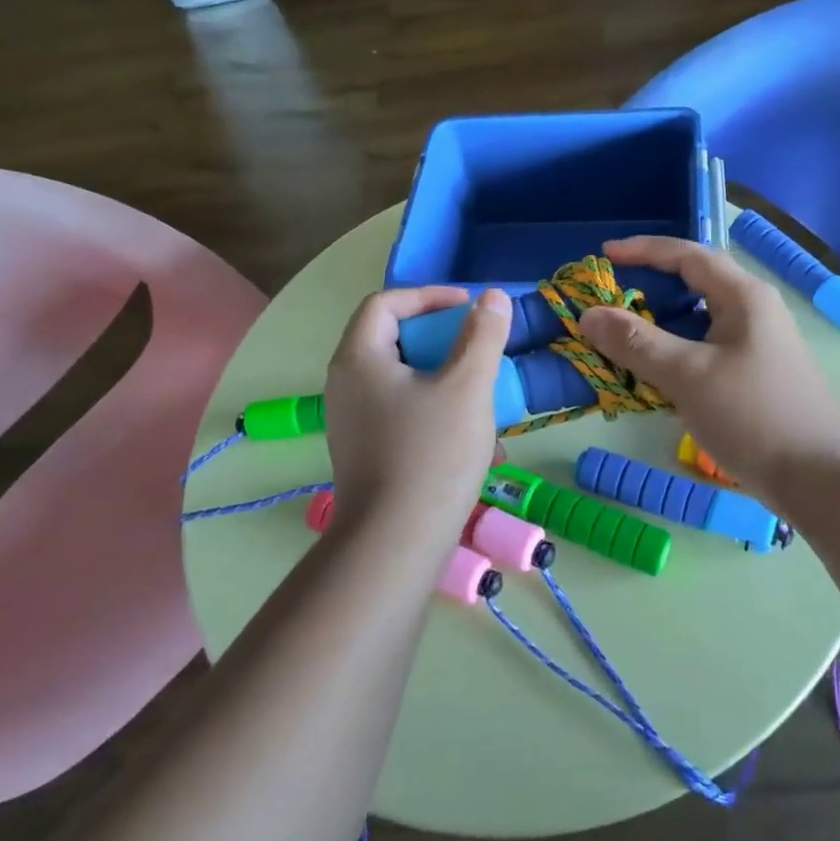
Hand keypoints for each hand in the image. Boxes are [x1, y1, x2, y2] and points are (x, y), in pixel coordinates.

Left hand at [323, 286, 511, 537]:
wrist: (396, 544)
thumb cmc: (432, 455)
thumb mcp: (467, 387)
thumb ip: (482, 336)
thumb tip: (493, 298)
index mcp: (359, 359)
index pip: (385, 303)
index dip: (429, 296)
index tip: (470, 307)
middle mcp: (346, 384)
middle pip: (392, 339)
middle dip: (442, 338)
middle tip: (478, 346)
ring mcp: (352, 420)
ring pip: (403, 379)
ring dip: (445, 377)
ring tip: (484, 394)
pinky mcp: (365, 450)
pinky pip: (402, 411)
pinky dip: (436, 409)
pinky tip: (475, 438)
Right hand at [579, 237, 839, 494]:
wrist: (819, 477)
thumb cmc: (753, 415)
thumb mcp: (687, 375)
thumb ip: (636, 343)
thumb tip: (588, 314)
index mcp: (743, 296)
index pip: (687, 255)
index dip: (643, 250)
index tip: (604, 254)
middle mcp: (752, 311)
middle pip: (694, 283)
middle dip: (649, 286)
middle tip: (609, 298)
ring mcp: (755, 344)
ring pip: (698, 320)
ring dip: (659, 323)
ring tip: (621, 335)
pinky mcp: (752, 374)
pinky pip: (704, 348)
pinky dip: (673, 351)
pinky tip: (652, 373)